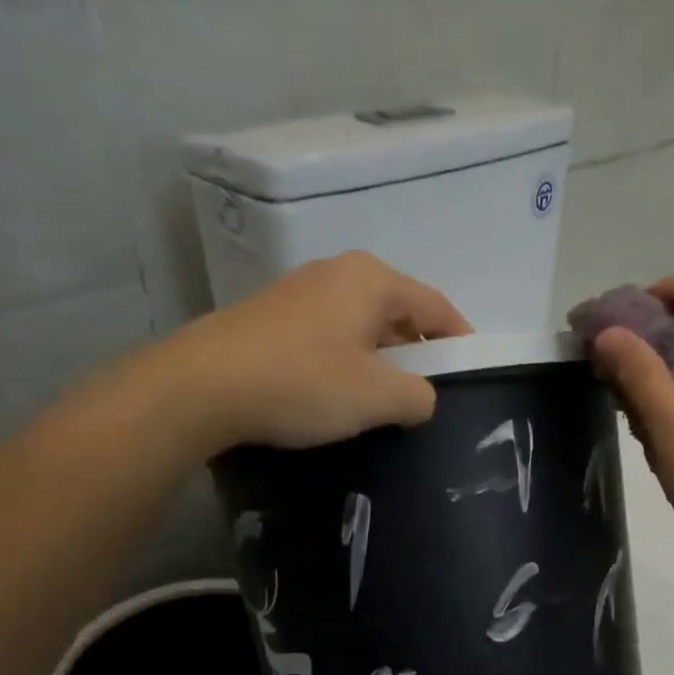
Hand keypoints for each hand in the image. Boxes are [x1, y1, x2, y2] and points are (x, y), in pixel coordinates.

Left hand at [164, 252, 471, 452]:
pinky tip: (337, 395)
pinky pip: (328, 336)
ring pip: (360, 325)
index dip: (460, 339)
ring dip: (379, 360)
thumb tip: (422, 397)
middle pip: (397, 312)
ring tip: (383, 401)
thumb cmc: (303, 383)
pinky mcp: (270, 317)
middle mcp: (337, 273)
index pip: (435, 306)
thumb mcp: (378, 398)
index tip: (472, 371)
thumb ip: (419, 397)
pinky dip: (345, 362)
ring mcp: (299, 292)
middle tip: (426, 394)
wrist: (201, 387)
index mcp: (372, 280)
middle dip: (417, 353)